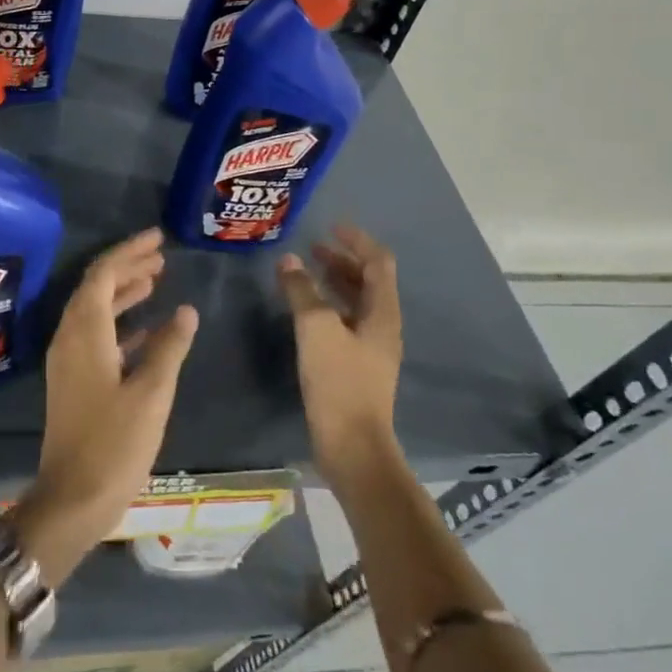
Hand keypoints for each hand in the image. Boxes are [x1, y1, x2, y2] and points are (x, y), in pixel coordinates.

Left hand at [14, 228, 197, 587]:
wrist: (72, 499)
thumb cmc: (114, 444)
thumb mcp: (151, 393)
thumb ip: (169, 347)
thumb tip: (186, 310)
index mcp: (85, 333)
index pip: (102, 274)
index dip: (129, 252)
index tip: (158, 238)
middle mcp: (70, 338)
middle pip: (96, 287)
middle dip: (127, 267)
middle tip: (161, 255)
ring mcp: (68, 361)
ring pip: (95, 311)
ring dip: (123, 292)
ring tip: (156, 279)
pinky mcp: (74, 381)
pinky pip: (96, 336)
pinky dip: (120, 323)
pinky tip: (146, 327)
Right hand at [278, 223, 404, 486]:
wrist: (352, 445)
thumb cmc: (339, 381)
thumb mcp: (316, 328)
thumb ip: (302, 291)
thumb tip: (289, 261)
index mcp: (382, 313)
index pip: (378, 262)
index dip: (357, 240)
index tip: (331, 226)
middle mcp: (382, 326)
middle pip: (368, 281)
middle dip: (342, 260)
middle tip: (313, 247)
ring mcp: (369, 348)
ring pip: (355, 302)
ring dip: (333, 282)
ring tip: (305, 271)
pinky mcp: (354, 366)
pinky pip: (343, 322)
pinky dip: (326, 306)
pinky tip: (303, 310)